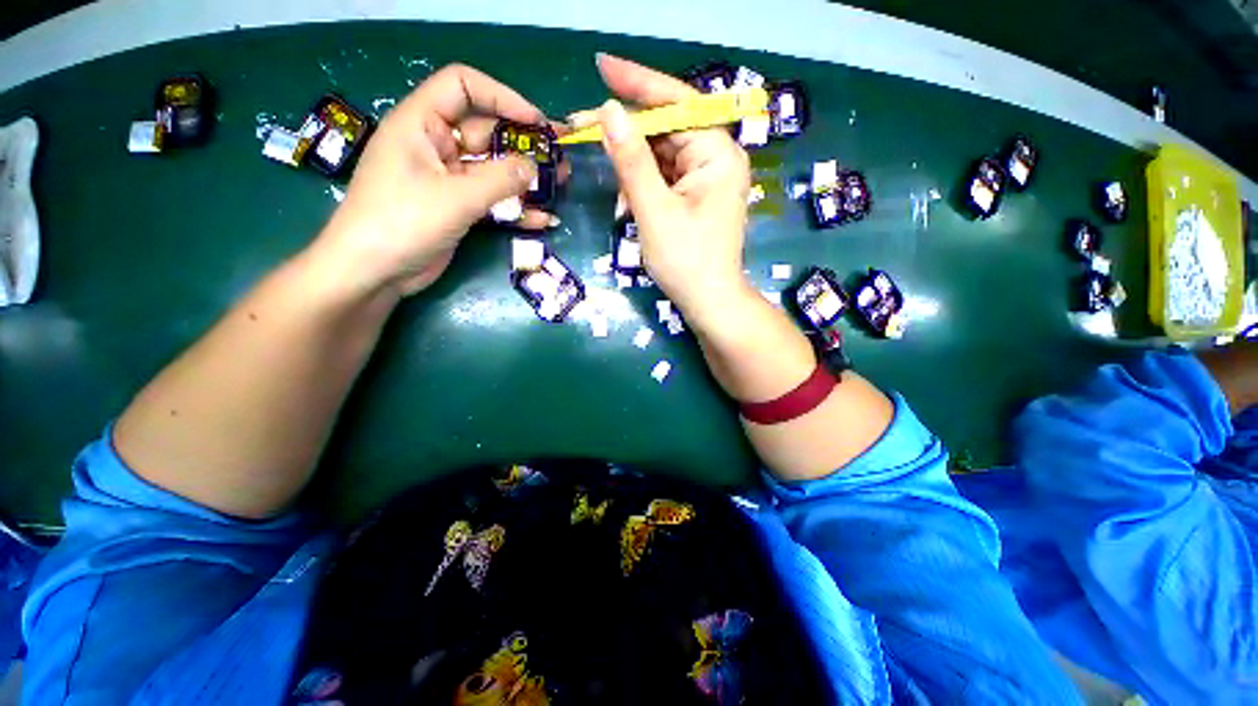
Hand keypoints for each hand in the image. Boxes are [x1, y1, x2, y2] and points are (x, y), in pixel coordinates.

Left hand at [317, 64, 564, 296]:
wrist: (375, 272)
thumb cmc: (403, 222)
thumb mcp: (455, 197)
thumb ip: (500, 180)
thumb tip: (534, 167)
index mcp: (421, 124)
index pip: (463, 86)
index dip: (502, 97)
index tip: (537, 122)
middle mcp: (436, 146)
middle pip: (486, 132)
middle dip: (524, 144)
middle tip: (560, 157)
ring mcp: (448, 180)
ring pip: (493, 170)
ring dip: (525, 179)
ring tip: (561, 185)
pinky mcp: (457, 208)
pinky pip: (492, 201)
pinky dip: (515, 209)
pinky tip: (543, 219)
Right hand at [586, 54, 754, 323]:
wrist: (708, 302)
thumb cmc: (685, 261)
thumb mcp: (654, 211)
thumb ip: (632, 161)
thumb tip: (609, 111)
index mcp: (717, 154)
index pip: (677, 104)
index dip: (638, 83)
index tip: (602, 66)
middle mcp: (716, 159)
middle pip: (667, 129)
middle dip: (628, 136)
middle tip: (584, 128)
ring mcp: (707, 179)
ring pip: (662, 156)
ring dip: (634, 169)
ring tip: (621, 197)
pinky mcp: (697, 197)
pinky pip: (665, 177)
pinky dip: (644, 186)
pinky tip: (631, 203)